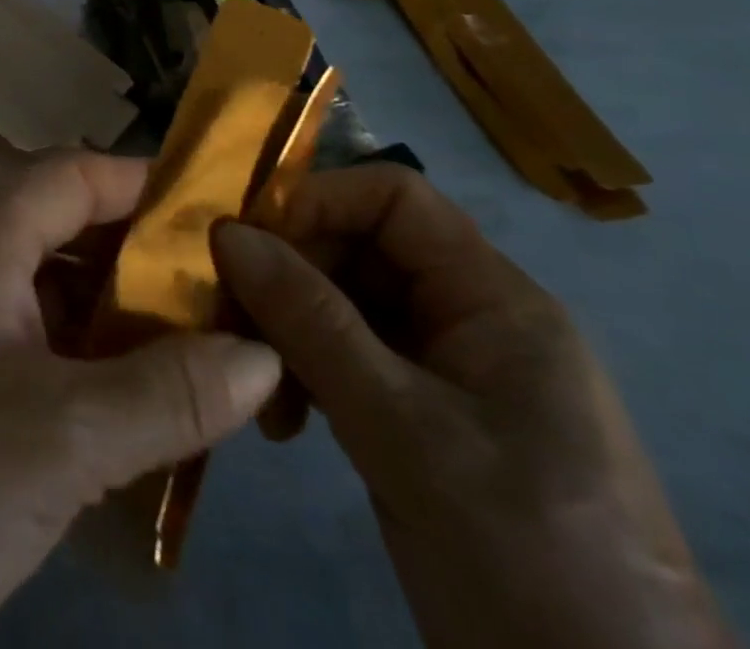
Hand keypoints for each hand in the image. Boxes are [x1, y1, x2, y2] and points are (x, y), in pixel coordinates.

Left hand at [0, 154, 281, 648]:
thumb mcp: (61, 438)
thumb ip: (165, 393)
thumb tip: (263, 353)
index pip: (73, 176)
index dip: (145, 183)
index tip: (224, 214)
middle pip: (67, 233)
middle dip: (147, 261)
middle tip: (233, 299)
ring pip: (53, 300)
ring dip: (123, 324)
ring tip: (209, 359)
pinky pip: (35, 356)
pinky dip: (90, 372)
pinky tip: (143, 418)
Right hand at [213, 166, 736, 648]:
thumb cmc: (523, 553)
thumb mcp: (402, 429)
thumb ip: (310, 321)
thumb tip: (225, 232)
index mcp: (493, 299)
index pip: (393, 197)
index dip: (317, 201)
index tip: (245, 241)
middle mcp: (469, 319)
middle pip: (359, 248)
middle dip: (289, 275)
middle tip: (232, 321)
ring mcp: (445, 372)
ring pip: (344, 305)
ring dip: (289, 332)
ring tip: (261, 392)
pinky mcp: (423, 419)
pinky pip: (349, 360)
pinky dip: (306, 375)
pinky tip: (285, 423)